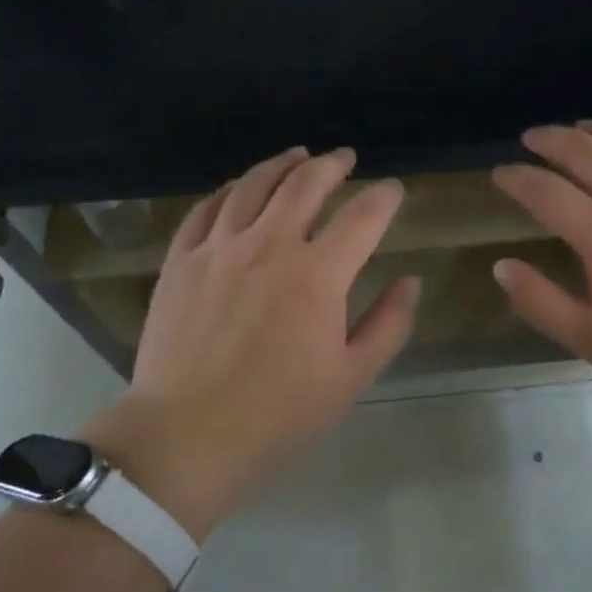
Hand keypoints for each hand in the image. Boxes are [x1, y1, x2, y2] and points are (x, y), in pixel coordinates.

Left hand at [80, 147, 417, 536]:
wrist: (187, 435)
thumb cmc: (279, 413)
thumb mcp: (351, 377)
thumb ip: (389, 324)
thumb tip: (410, 281)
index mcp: (317, 275)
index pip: (362, 216)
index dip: (384, 197)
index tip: (393, 189)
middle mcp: (269, 246)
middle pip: (305, 185)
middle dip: (332, 165)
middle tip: (345, 158)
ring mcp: (218, 248)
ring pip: (253, 186)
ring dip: (281, 164)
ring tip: (297, 156)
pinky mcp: (181, 261)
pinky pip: (206, 209)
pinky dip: (229, 190)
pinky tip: (238, 187)